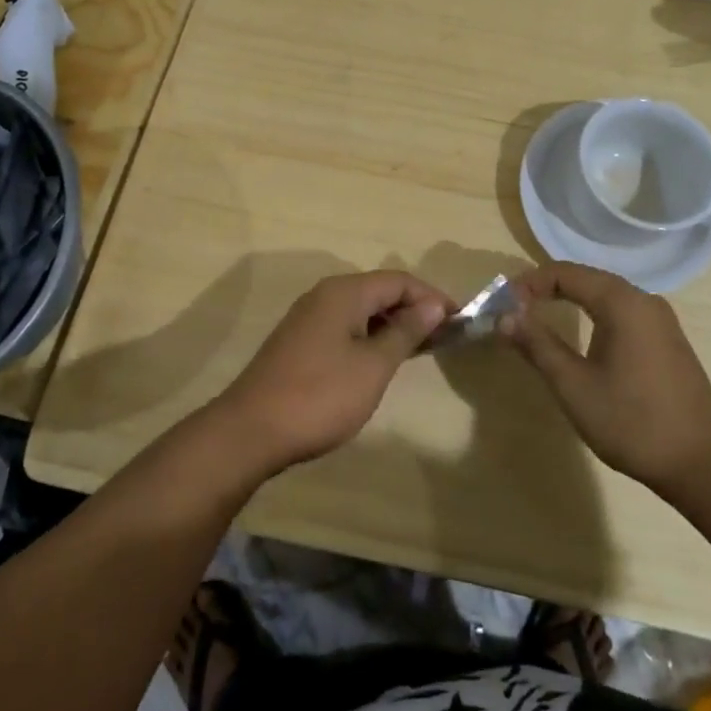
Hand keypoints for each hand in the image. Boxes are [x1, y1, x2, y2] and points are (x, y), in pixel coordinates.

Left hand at [213, 271, 451, 473]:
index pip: (399, 280)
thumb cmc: (320, 396)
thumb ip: (405, 331)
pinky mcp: (299, 342)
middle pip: (379, 291)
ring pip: (361, 310)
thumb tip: (434, 305)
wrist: (251, 430)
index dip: (432, 297)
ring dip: (392, 325)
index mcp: (344, 293)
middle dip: (414, 309)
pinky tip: (382, 361)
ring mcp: (308, 319)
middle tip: (444, 337)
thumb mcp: (373, 365)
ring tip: (421, 349)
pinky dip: (370, 337)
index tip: (459, 321)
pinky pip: (345, 327)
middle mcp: (324, 296)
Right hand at [499, 262, 710, 496]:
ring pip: (605, 295)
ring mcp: (660, 321)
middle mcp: (644, 300)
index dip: (529, 283)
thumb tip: (504, 316)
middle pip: (586, 278)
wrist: (702, 464)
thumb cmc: (632, 421)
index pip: (565, 273)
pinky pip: (622, 312)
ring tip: (539, 321)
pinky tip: (580, 337)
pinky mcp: (667, 341)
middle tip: (515, 312)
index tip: (502, 306)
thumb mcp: (573, 385)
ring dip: (569, 300)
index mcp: (622, 302)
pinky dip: (592, 314)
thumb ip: (537, 345)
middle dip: (546, 289)